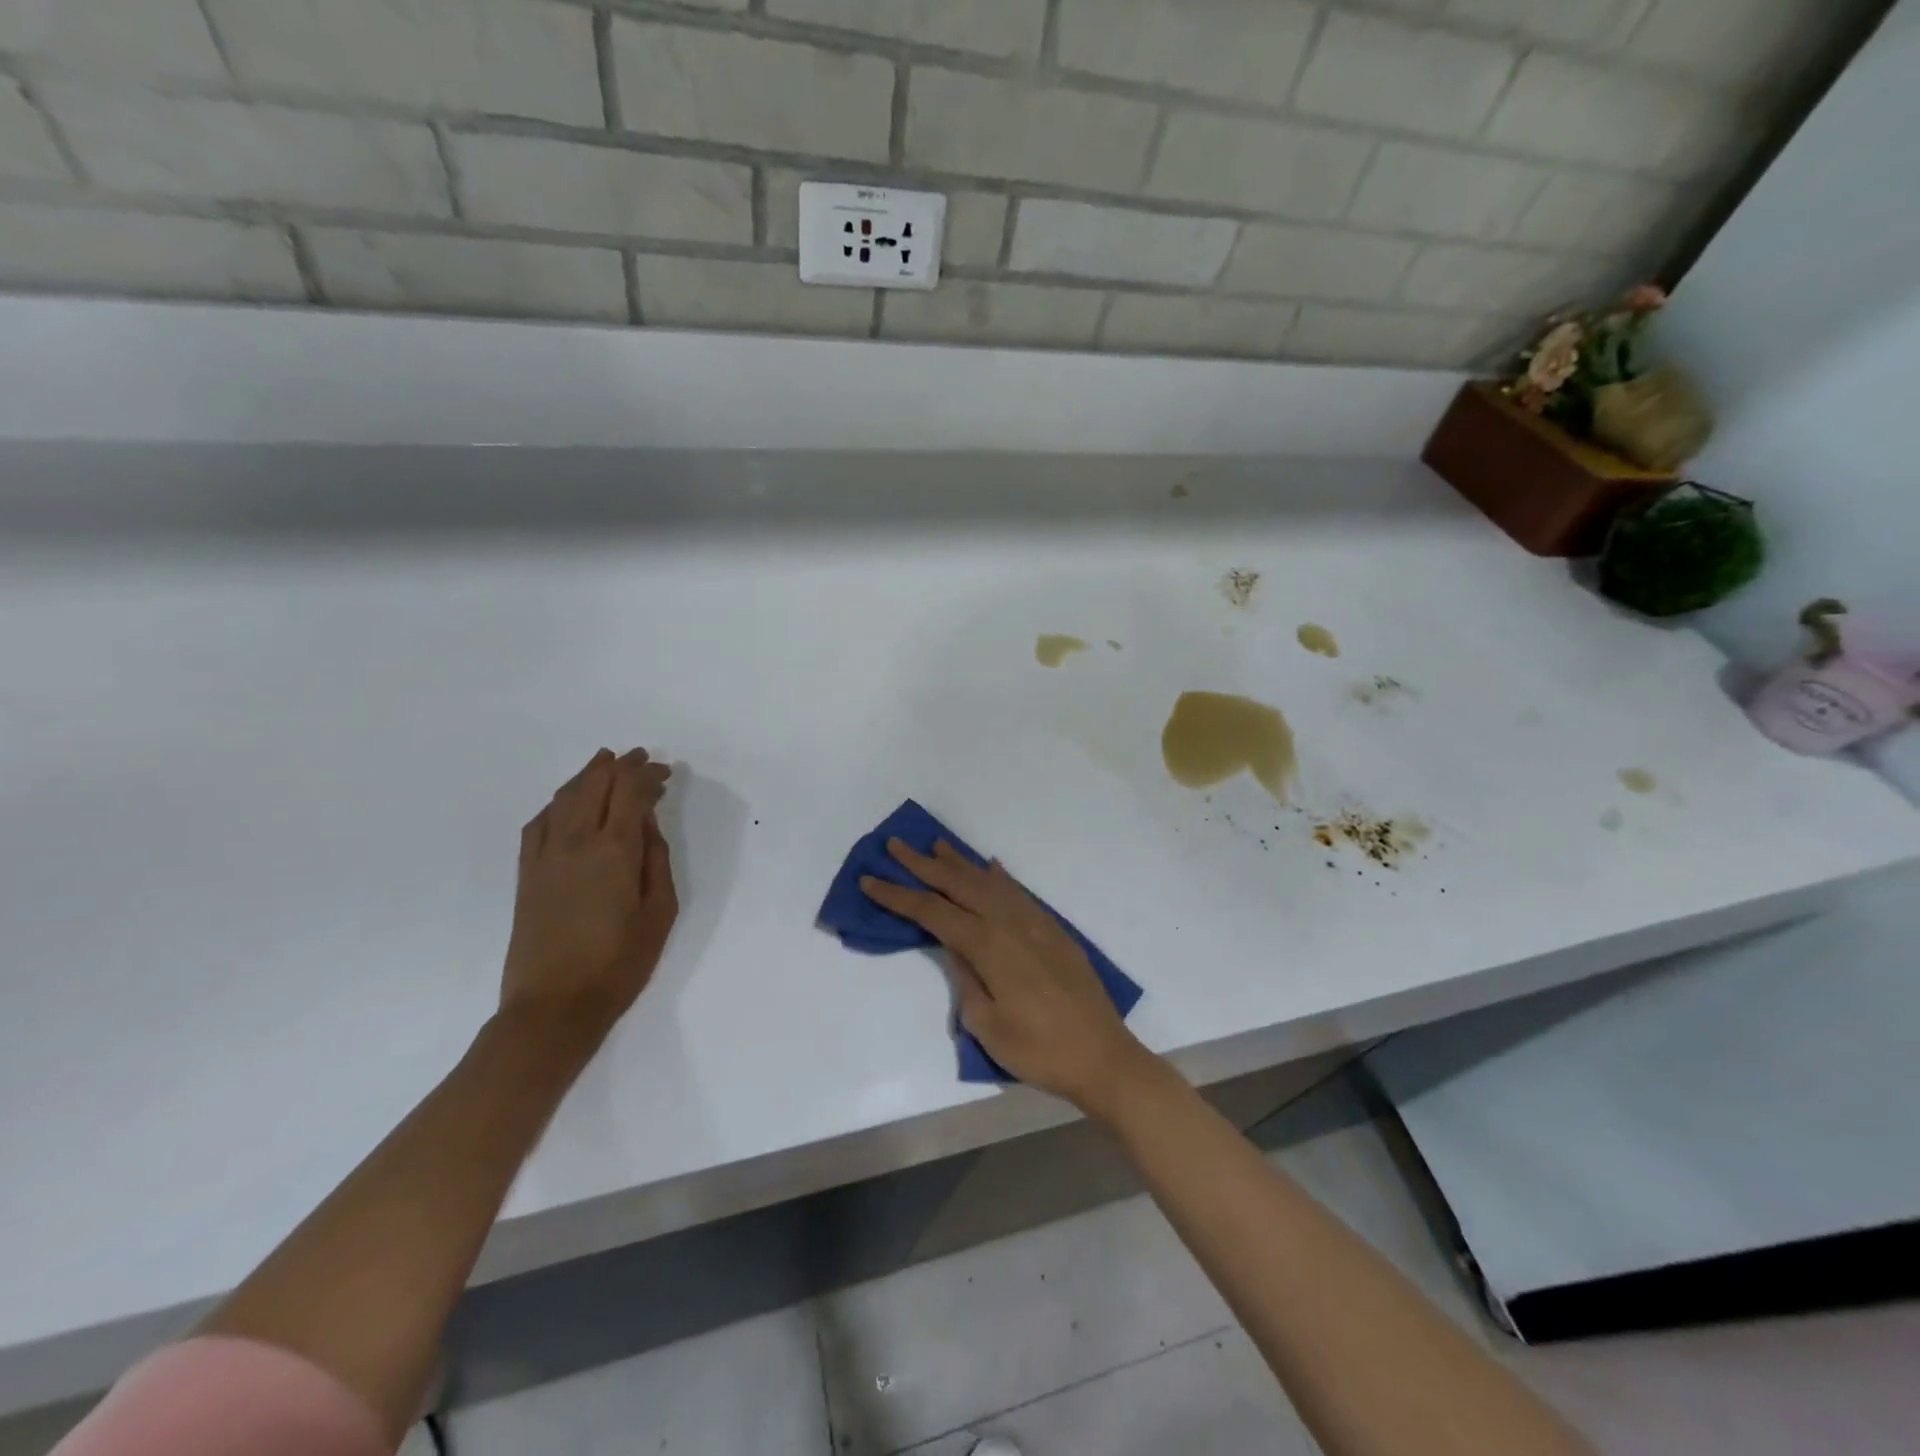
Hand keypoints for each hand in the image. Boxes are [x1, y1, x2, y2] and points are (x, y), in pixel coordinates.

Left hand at [500, 748, 677, 1043]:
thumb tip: (647, 824)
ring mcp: (545, 856)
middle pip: (595, 785)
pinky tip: (567, 803)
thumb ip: (656, 861)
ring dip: (587, 776)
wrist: (554, 1005)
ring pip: (564, 797)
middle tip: (639, 758)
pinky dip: (557, 802)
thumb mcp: (660, 912)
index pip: (629, 792)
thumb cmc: (620, 962)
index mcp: (614, 850)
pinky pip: (539, 823)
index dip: (646, 774)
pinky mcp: (526, 873)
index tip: (664, 772)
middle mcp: (576, 841)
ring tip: (604, 764)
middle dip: (619, 766)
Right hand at [860, 840, 1154, 1113]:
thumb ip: (967, 980)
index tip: (869, 880)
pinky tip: (991, 868)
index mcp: (988, 946)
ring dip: (960, 863)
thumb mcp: (987, 1025)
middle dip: (923, 865)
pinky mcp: (1053, 930)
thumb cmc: (1039, 1050)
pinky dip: (1000, 877)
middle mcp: (1009, 923)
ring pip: (989, 882)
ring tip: (936, 846)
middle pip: (958, 884)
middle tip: (895, 845)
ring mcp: (1035, 922)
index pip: (932, 912)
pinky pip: (1018, 892)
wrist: (1103, 1056)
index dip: (898, 896)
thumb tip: (956, 948)